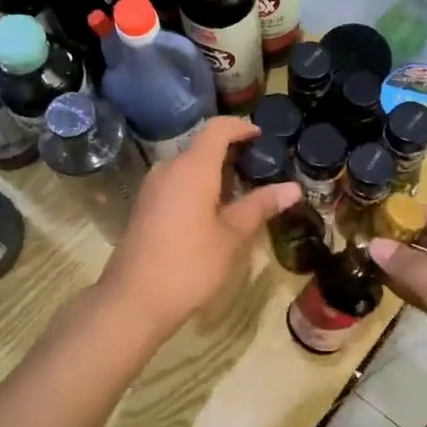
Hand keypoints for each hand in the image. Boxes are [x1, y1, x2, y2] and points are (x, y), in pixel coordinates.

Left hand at [96, 117, 300, 343]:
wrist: (134, 299)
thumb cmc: (190, 263)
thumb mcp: (231, 235)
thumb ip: (260, 206)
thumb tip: (293, 188)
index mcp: (192, 167)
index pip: (217, 128)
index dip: (240, 127)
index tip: (260, 137)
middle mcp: (168, 168)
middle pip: (201, 146)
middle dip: (230, 153)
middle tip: (258, 171)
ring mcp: (152, 188)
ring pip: (187, 167)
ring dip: (213, 172)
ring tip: (240, 194)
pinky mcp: (144, 207)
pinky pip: (175, 183)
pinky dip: (197, 187)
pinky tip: (212, 213)